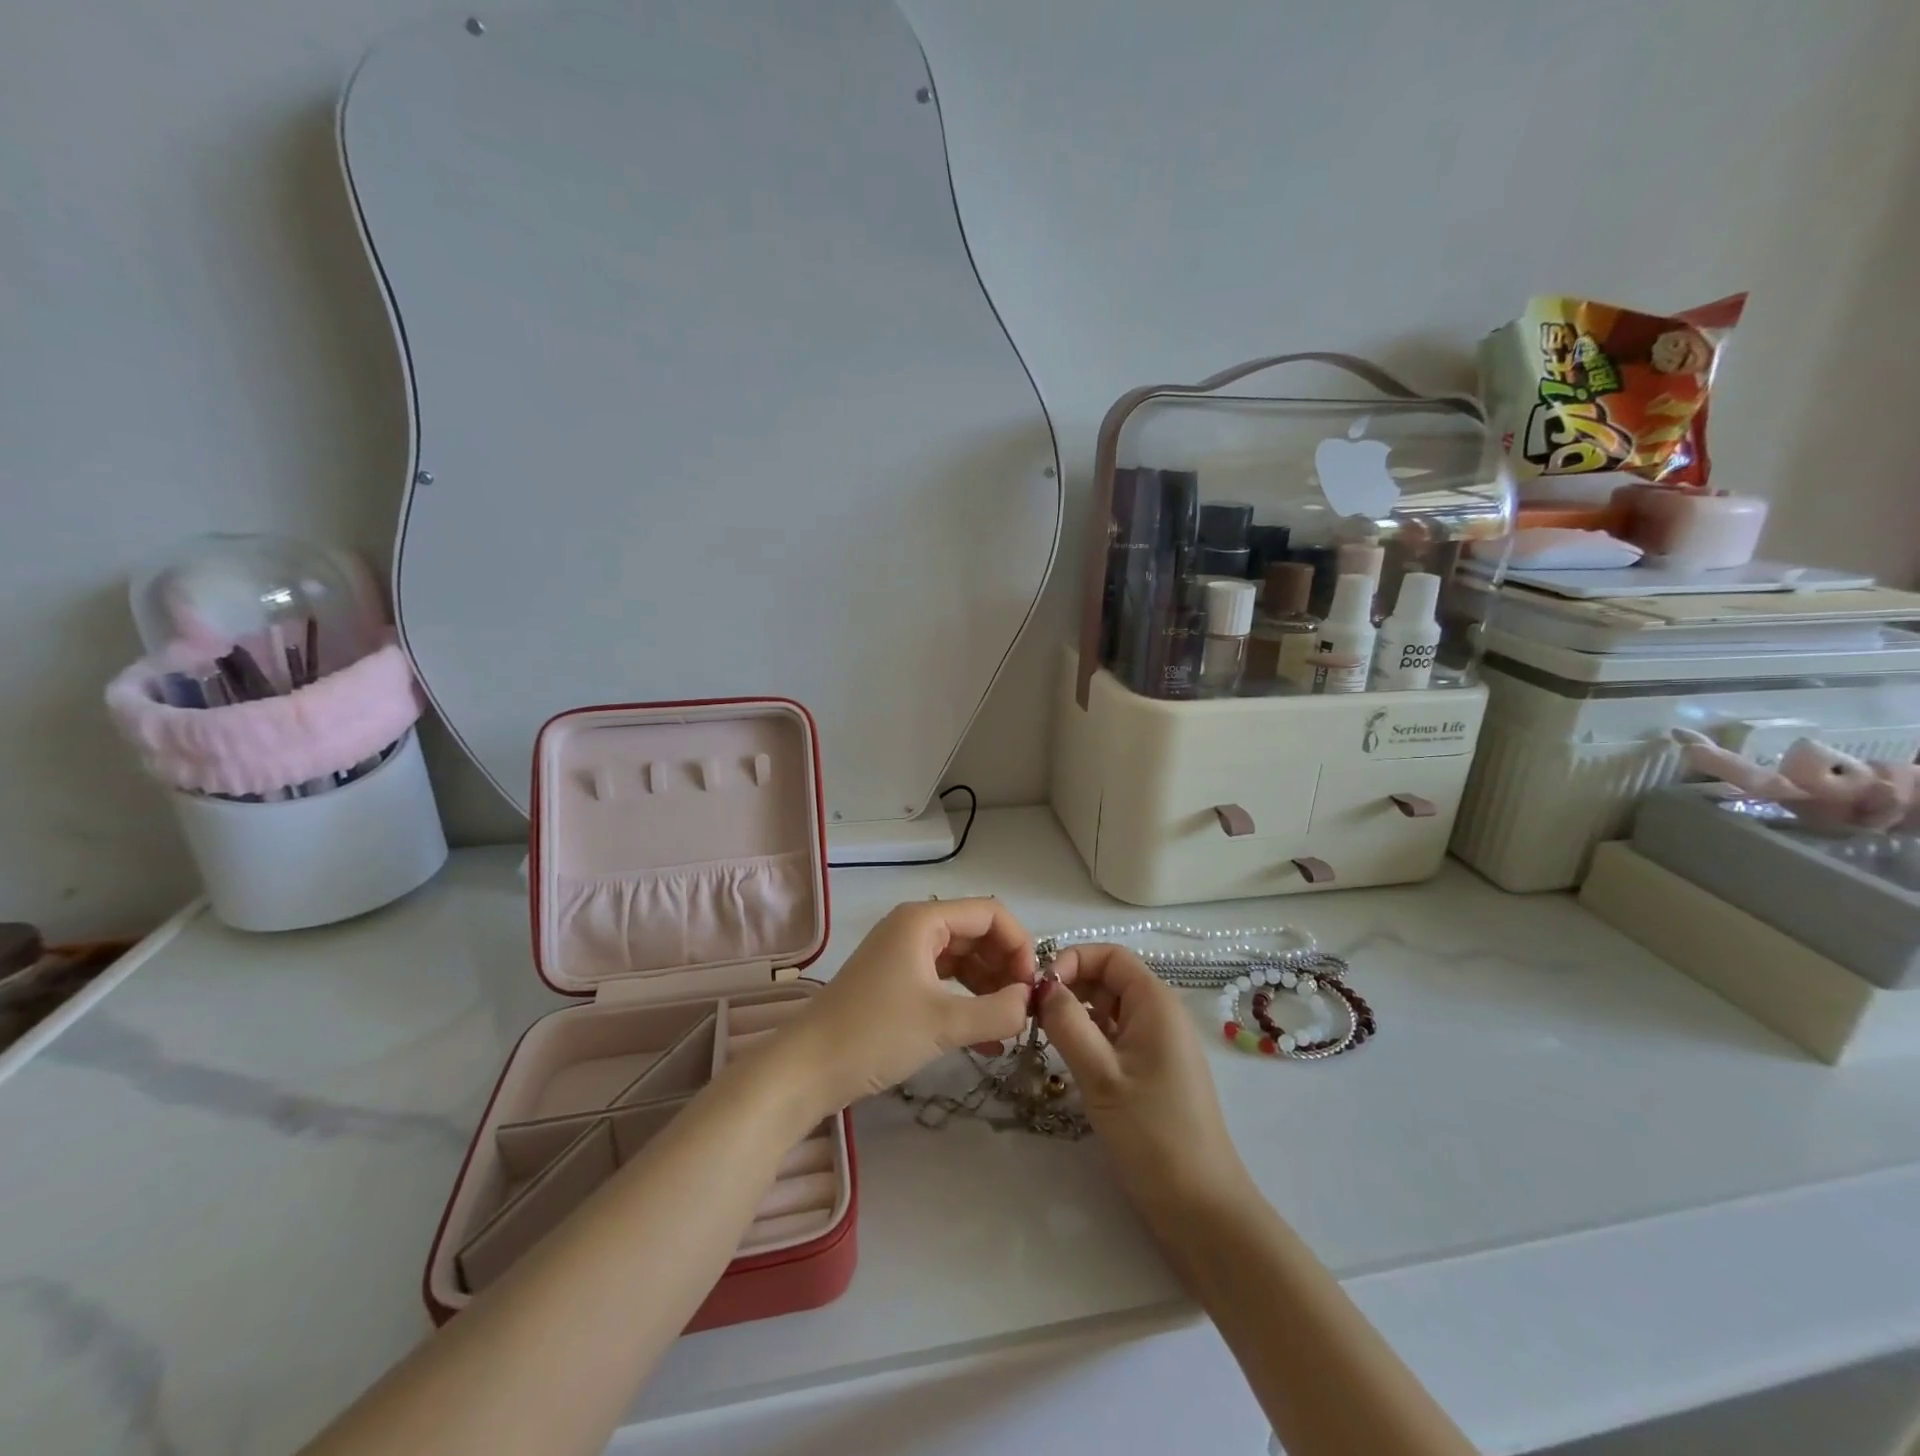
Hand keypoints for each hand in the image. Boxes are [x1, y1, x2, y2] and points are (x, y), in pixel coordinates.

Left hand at [785, 898, 1037, 1111]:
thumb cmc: (875, 1034)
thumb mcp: (944, 1024)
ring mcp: (903, 954)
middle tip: (1024, 1009)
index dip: (1019, 944)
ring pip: (963, 960)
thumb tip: (1030, 1003)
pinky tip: (987, 1040)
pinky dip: (967, 1002)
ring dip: (990, 989)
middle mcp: (914, 928)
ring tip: (1009, 1026)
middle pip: (978, 934)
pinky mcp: (896, 982)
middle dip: (1006, 968)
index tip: (1032, 987)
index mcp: (924, 920)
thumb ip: (998, 1011)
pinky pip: (944, 981)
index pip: (990, 914)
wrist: (807, 1069)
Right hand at [1039, 944, 1251, 1229]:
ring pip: (1111, 1009)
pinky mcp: (1154, 1072)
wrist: (1201, 1208)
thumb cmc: (1152, 1134)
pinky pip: (1117, 1036)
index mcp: (1156, 1003)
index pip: (1111, 955)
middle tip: (1033, 1014)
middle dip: (1071, 986)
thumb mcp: (1101, 1075)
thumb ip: (1068, 1023)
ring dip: (1077, 1014)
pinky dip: (1091, 1038)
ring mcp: (1159, 1044)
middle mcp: (1161, 1014)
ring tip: (1044, 1037)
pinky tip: (1069, 1059)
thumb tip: (1043, 985)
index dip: (1074, 959)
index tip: (1040, 987)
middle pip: (1110, 978)